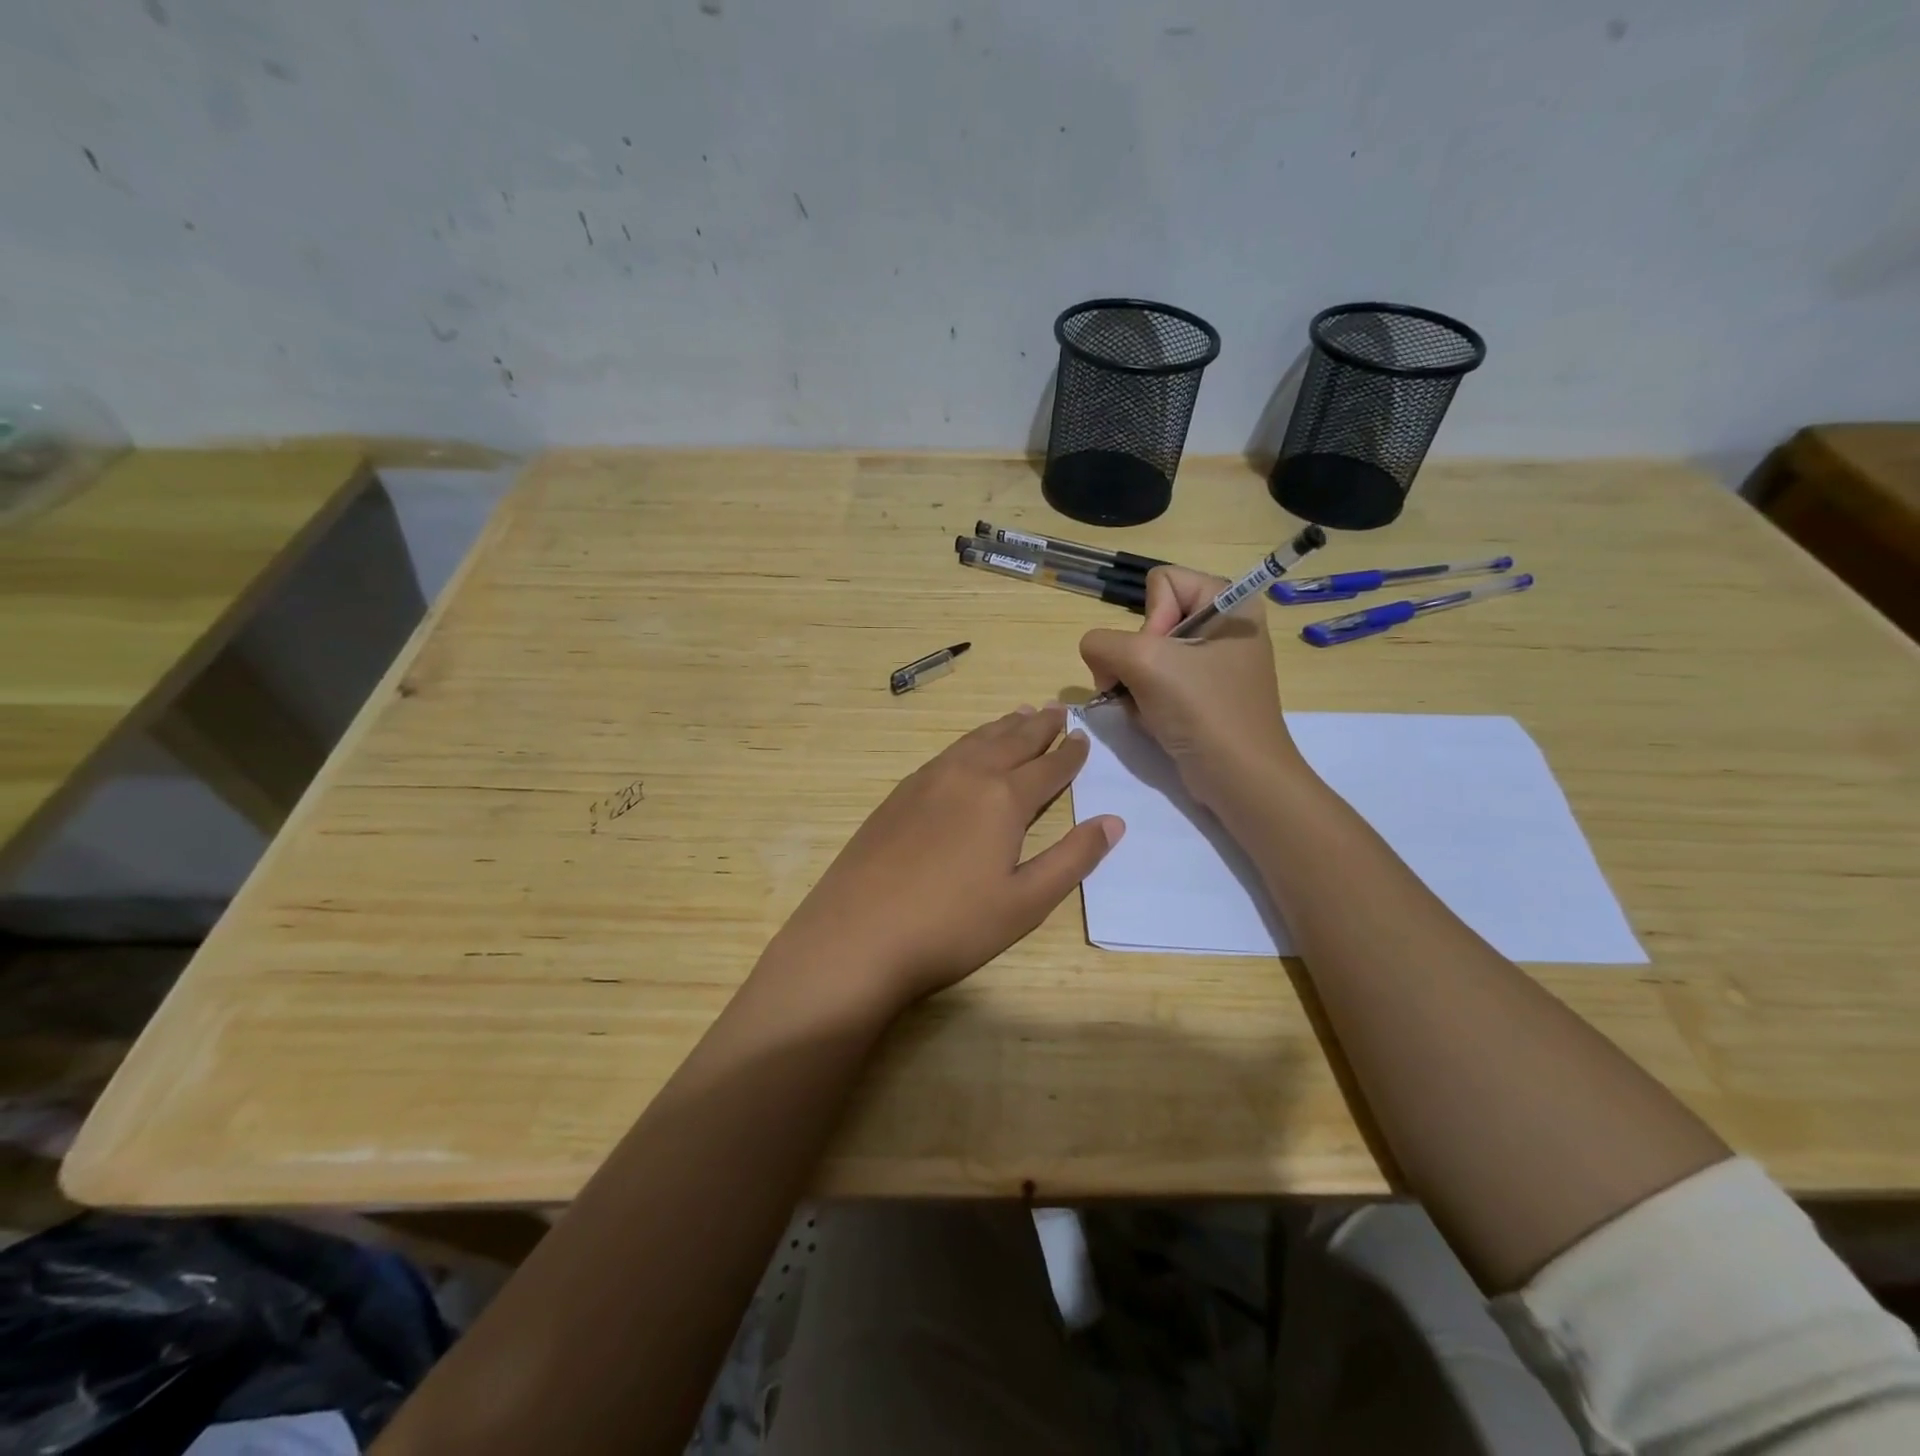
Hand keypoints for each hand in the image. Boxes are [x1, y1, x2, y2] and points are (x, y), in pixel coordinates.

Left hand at [763, 704, 1123, 1016]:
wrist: (857, 936)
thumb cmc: (951, 927)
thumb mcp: (1026, 902)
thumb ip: (1072, 858)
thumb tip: (1114, 821)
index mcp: (1003, 799)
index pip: (1047, 768)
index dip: (1070, 755)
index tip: (1084, 739)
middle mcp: (967, 776)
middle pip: (1011, 742)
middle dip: (1039, 727)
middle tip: (1058, 710)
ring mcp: (926, 781)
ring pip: (975, 742)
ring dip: (1002, 727)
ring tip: (1020, 714)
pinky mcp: (898, 794)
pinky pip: (946, 754)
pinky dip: (969, 743)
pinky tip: (968, 751)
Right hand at [1079, 566, 1300, 809]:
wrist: (1239, 778)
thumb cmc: (1203, 710)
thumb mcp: (1145, 662)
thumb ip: (1102, 643)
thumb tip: (1096, 656)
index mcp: (1229, 603)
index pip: (1161, 582)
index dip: (1150, 618)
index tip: (1159, 657)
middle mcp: (1224, 626)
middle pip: (1150, 620)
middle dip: (1137, 657)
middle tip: (1148, 687)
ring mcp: (1213, 663)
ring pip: (1146, 654)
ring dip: (1136, 683)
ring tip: (1151, 708)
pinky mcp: (1202, 694)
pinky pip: (1156, 681)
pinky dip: (1145, 700)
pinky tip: (1155, 720)